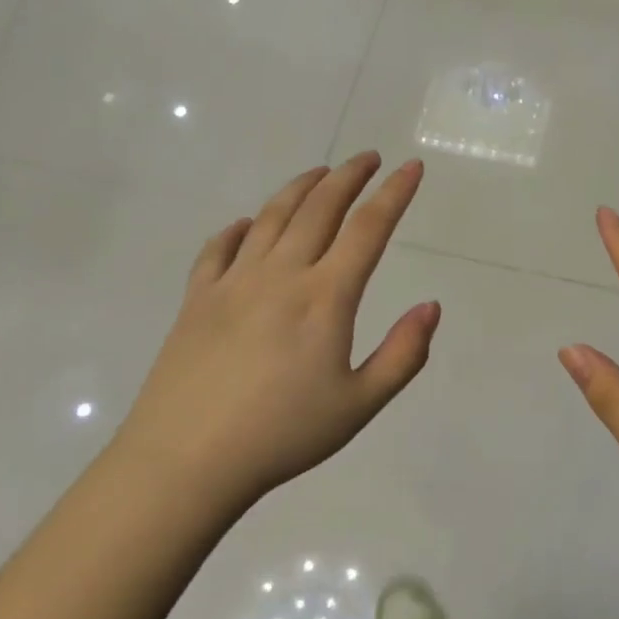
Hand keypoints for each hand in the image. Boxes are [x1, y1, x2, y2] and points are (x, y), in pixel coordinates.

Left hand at [119, 153, 439, 510]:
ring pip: (271, 216)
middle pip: (319, 208)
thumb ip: (403, 354)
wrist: (187, 459)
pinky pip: (218, 248)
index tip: (411, 168)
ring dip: (300, 188)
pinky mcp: (196, 297)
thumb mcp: (359, 405)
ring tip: (319, 174)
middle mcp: (280, 274)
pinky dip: (238, 228)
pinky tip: (246, 225)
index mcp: (324, 297)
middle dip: (349, 176)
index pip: (368, 229)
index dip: (394, 194)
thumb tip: (431, 306)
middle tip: (368, 159)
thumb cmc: (282, 435)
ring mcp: (233, 281)